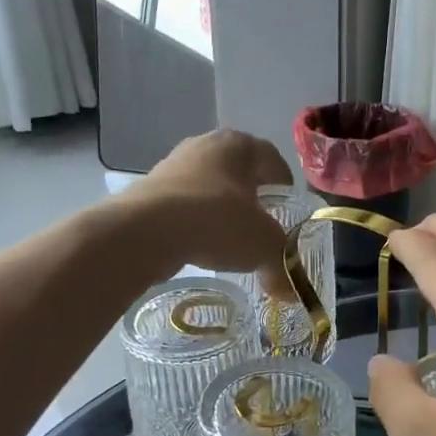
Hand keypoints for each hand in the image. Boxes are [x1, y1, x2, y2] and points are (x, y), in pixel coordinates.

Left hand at [125, 129, 294, 279]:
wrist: (146, 230)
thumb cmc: (217, 221)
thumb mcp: (263, 246)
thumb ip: (281, 264)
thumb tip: (289, 291)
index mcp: (239, 145)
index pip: (271, 158)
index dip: (284, 184)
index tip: (289, 206)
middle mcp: (205, 145)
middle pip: (237, 170)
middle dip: (251, 196)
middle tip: (262, 223)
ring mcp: (173, 165)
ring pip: (208, 187)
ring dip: (220, 208)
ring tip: (230, 238)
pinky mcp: (148, 190)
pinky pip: (182, 205)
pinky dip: (194, 221)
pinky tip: (199, 245)